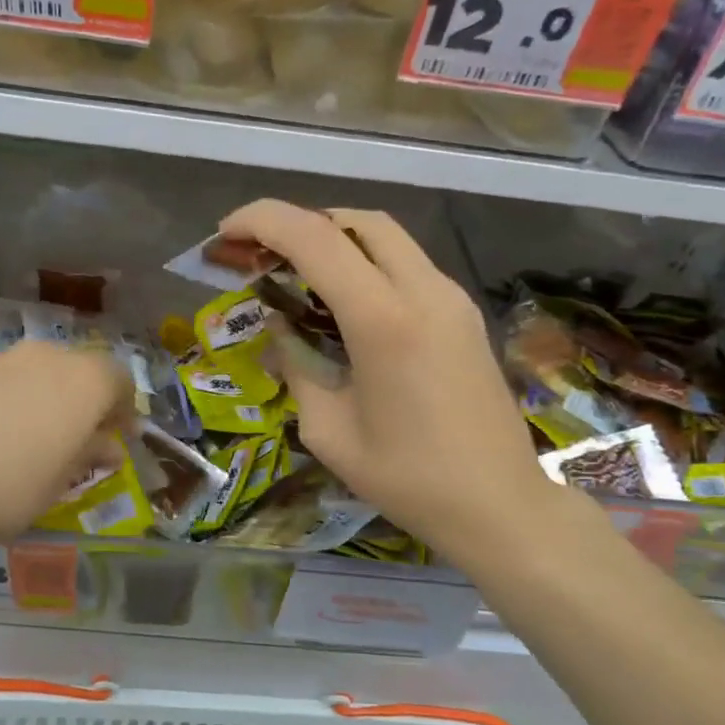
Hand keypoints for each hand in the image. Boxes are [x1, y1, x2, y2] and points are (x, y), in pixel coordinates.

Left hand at [0, 340, 131, 547]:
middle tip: (76, 435)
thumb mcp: (59, 483)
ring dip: (40, 395)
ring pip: (32, 370)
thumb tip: (108, 447)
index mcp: (82, 382)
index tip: (117, 438)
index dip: (123, 407)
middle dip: (82, 398)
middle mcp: (43, 357)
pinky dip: (1, 399)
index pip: (119, 378)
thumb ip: (88, 455)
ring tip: (26, 435)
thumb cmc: (8, 487)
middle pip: (77, 368)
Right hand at [218, 199, 586, 568]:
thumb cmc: (408, 479)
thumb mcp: (328, 431)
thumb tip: (281, 328)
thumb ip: (297, 367)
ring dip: (337, 241)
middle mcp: (423, 290)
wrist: (499, 503)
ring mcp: (451, 299)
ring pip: (388, 238)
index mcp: (383, 319)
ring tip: (297, 275)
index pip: (315, 238)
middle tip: (262, 254)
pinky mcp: (464, 315)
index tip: (226, 234)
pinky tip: (345, 303)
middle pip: (356, 221)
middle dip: (301, 223)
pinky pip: (408, 265)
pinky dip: (368, 264)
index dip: (262, 222)